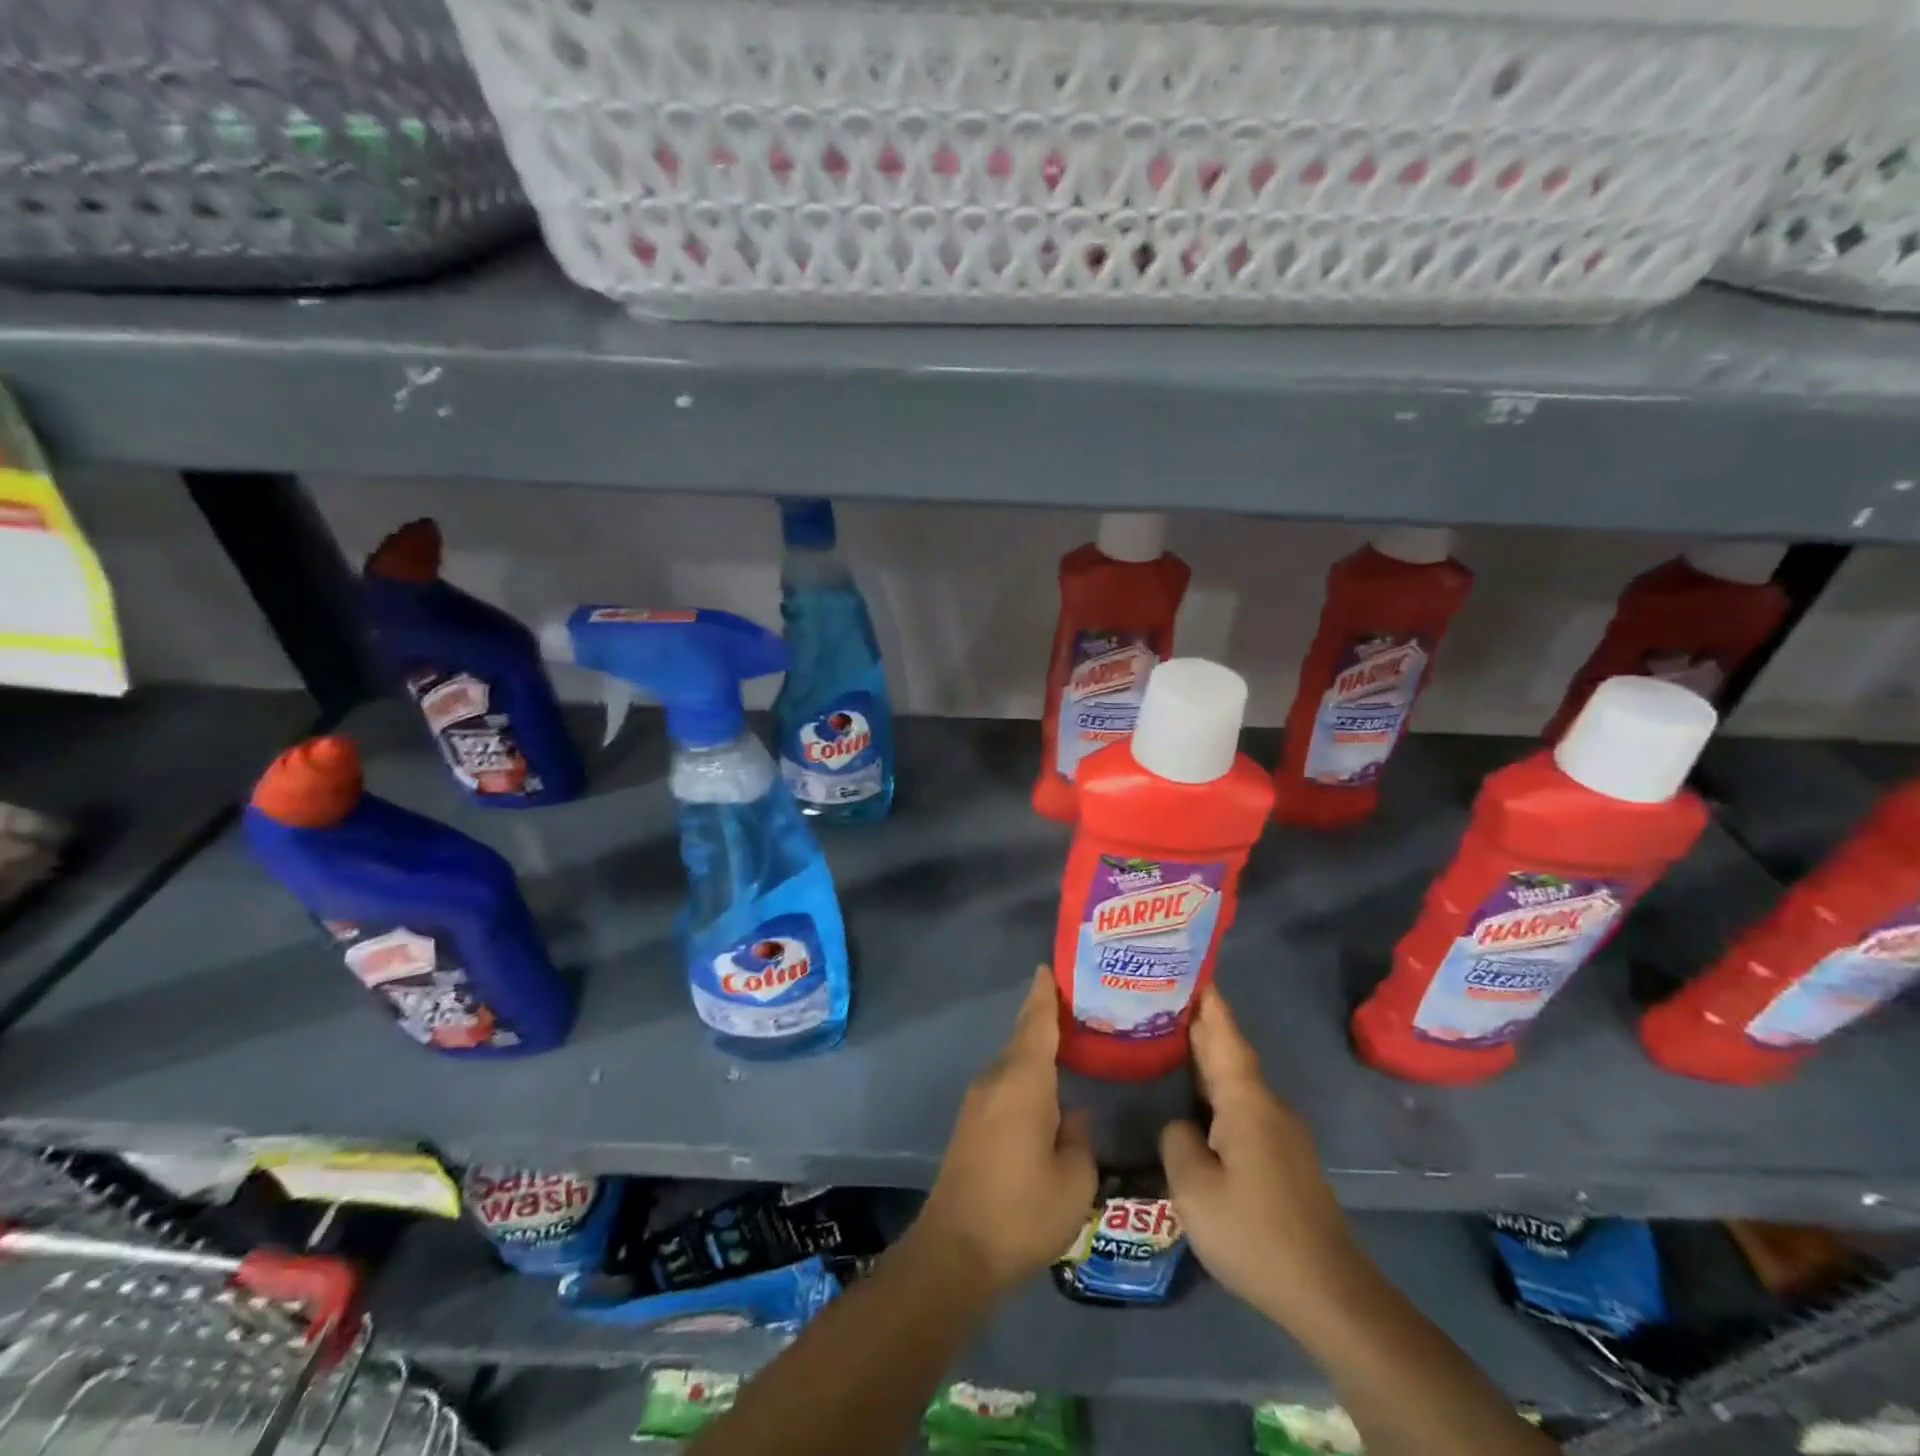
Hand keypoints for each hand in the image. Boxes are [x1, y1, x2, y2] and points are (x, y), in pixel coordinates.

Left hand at [911, 968, 1097, 1294]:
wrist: (956, 1249)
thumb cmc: (1022, 1210)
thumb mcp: (1074, 1180)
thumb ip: (1079, 1137)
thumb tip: (1074, 1114)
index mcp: (1023, 1081)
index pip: (1036, 1023)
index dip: (1045, 994)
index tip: (1050, 967)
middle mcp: (996, 1079)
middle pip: (1023, 1036)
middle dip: (1045, 1018)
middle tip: (1078, 1005)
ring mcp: (978, 1100)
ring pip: (1013, 1061)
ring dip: (1036, 1049)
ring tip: (1069, 1044)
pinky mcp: (971, 1122)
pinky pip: (1005, 1082)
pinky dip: (1026, 1074)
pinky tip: (1045, 1089)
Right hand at [1160, 989, 1361, 1326]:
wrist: (1330, 1294)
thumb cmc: (1256, 1233)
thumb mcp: (1195, 1189)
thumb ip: (1177, 1142)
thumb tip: (1182, 1126)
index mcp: (1246, 1102)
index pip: (1223, 1036)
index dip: (1207, 1002)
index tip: (1190, 966)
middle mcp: (1267, 1106)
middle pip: (1229, 1052)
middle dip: (1200, 1023)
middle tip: (1160, 997)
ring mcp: (1279, 1133)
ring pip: (1235, 1081)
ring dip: (1206, 1058)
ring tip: (1167, 1041)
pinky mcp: (1282, 1158)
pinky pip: (1241, 1107)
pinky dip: (1215, 1090)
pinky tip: (1194, 1102)